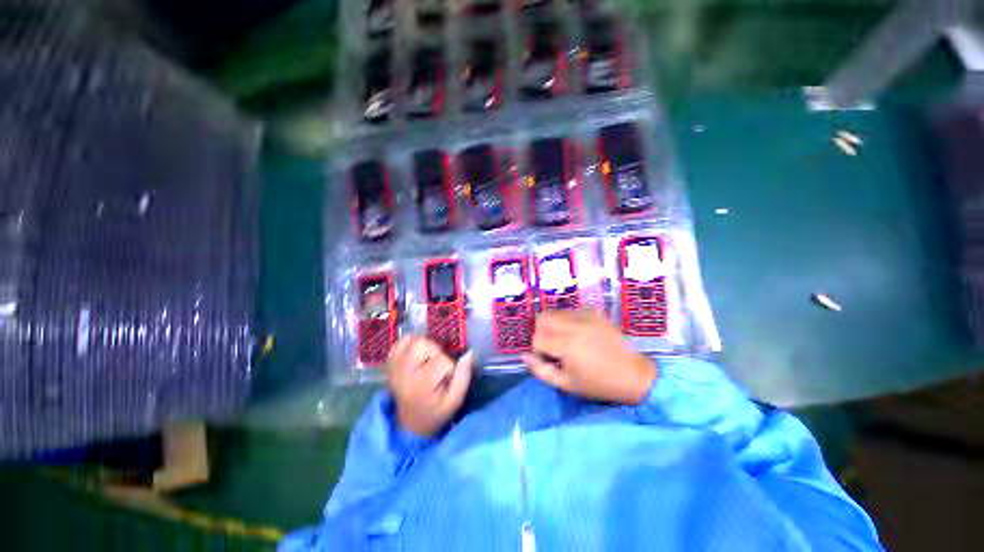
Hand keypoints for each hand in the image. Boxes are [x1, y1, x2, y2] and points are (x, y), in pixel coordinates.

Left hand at [385, 336, 473, 435]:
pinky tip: (415, 356)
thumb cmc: (436, 411)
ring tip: (426, 360)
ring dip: (424, 347)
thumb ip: (463, 377)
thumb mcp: (454, 401)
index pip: (441, 360)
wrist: (410, 423)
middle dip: (435, 352)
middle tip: (436, 366)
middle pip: (423, 344)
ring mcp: (393, 367)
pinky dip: (410, 344)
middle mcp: (403, 374)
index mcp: (421, 386)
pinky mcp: (389, 363)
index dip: (449, 366)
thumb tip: (469, 354)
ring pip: (413, 340)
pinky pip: (400, 341)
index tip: (447, 378)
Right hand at [522, 310, 656, 404]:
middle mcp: (574, 325)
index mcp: (567, 345)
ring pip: (555, 312)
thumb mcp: (566, 384)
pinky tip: (578, 332)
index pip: (537, 338)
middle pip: (542, 318)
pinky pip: (570, 310)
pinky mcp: (594, 311)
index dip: (538, 349)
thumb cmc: (597, 383)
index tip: (548, 357)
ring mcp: (585, 315)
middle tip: (552, 345)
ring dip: (553, 324)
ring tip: (565, 338)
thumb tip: (524, 355)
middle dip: (541, 331)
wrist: (632, 374)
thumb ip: (540, 370)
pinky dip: (567, 320)